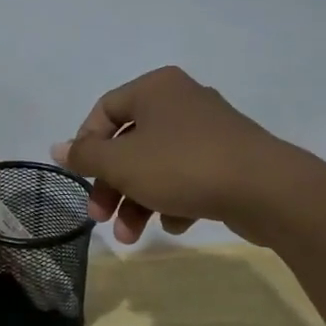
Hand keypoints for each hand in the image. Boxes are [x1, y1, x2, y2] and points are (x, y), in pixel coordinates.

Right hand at [51, 66, 299, 243]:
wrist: (268, 190)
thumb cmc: (182, 166)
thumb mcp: (121, 163)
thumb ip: (85, 156)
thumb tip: (57, 148)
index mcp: (155, 88)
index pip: (104, 110)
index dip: (86, 145)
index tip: (81, 178)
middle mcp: (182, 101)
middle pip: (130, 144)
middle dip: (112, 186)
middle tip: (101, 218)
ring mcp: (210, 130)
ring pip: (157, 165)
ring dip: (138, 201)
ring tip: (133, 237)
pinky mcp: (230, 159)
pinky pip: (188, 176)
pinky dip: (174, 199)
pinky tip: (176, 224)